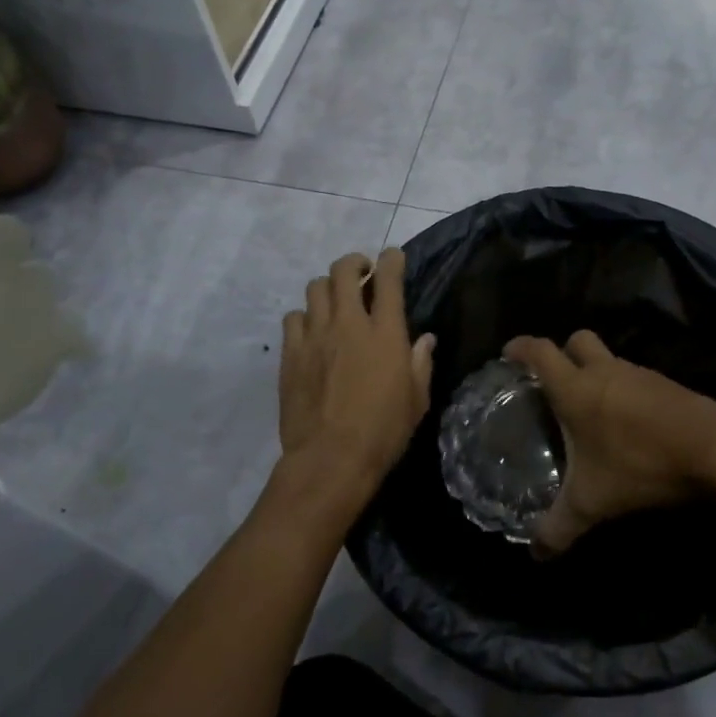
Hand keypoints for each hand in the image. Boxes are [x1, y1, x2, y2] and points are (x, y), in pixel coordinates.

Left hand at [277, 248, 435, 523]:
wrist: (330, 459)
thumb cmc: (383, 431)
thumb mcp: (416, 400)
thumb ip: (420, 363)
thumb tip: (424, 339)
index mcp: (385, 333)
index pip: (388, 278)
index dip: (391, 260)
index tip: (393, 257)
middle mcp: (349, 324)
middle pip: (343, 271)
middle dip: (354, 263)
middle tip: (361, 273)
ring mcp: (315, 336)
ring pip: (315, 288)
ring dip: (328, 287)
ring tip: (335, 302)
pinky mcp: (291, 353)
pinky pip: (293, 318)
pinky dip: (304, 316)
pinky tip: (311, 331)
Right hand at [503, 331, 715, 557]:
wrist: (714, 450)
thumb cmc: (640, 465)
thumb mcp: (592, 502)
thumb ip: (559, 527)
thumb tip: (536, 553)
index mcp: (577, 389)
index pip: (541, 352)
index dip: (521, 347)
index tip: (509, 352)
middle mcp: (606, 371)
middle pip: (578, 340)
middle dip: (563, 352)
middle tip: (554, 379)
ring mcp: (640, 374)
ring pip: (610, 359)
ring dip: (597, 373)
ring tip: (591, 410)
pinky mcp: (667, 385)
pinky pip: (636, 378)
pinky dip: (625, 391)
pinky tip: (628, 424)